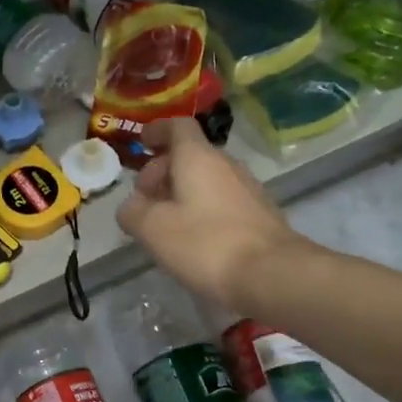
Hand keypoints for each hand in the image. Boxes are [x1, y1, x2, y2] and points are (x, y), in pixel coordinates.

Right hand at [116, 117, 303, 309]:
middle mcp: (226, 164)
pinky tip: (193, 238)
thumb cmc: (205, 244)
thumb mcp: (153, 229)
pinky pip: (221, 200)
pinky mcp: (259, 214)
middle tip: (144, 199)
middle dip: (162, 171)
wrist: (271, 275)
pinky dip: (201, 208)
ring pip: (206, 179)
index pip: (177, 126)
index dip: (156, 131)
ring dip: (181, 192)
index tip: (142, 143)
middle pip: (190, 155)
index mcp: (198, 158)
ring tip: (164, 223)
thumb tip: (131, 206)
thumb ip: (133, 212)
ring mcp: (247, 189)